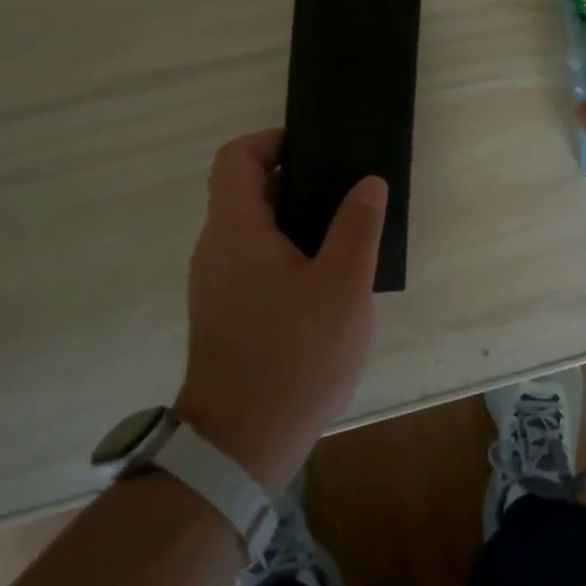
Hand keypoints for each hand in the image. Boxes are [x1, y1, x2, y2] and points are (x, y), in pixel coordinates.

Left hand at [174, 130, 386, 494]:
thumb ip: (357, 227)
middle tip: (348, 189)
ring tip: (348, 231)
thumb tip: (368, 182)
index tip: (317, 147)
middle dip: (298, 181)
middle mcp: (217, 249)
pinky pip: (257, 262)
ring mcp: (218, 284)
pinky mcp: (228, 313)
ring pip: (256, 230)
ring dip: (298, 221)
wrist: (242, 445)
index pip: (237, 158)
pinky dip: (290, 253)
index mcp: (236, 230)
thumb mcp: (342, 286)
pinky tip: (330, 278)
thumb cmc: (294, 356)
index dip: (273, 140)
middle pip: (249, 191)